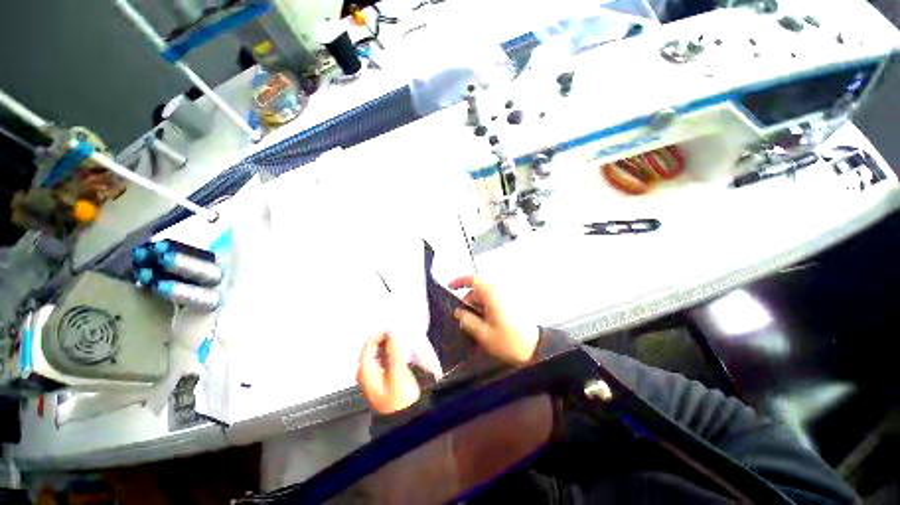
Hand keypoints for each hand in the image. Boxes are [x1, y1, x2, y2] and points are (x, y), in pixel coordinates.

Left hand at [358, 332, 420, 414]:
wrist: (405, 418)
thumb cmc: (399, 395)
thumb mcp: (397, 372)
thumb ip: (394, 351)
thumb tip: (392, 333)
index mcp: (365, 369)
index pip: (369, 344)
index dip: (380, 334)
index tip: (394, 326)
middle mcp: (365, 371)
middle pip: (372, 348)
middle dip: (384, 338)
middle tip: (398, 330)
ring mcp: (373, 375)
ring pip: (378, 352)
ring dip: (387, 344)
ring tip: (399, 337)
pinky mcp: (381, 377)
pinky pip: (383, 358)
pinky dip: (389, 351)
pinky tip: (398, 348)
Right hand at [449, 276, 539, 365]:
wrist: (535, 348)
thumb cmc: (508, 341)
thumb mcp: (483, 334)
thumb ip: (467, 320)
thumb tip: (458, 312)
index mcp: (492, 294)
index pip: (473, 279)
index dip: (460, 281)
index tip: (450, 287)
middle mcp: (500, 290)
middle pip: (478, 289)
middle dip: (469, 301)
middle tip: (463, 318)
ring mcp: (507, 296)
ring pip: (485, 295)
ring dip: (478, 305)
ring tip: (475, 323)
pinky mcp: (511, 302)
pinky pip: (493, 299)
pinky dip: (486, 307)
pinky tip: (486, 322)